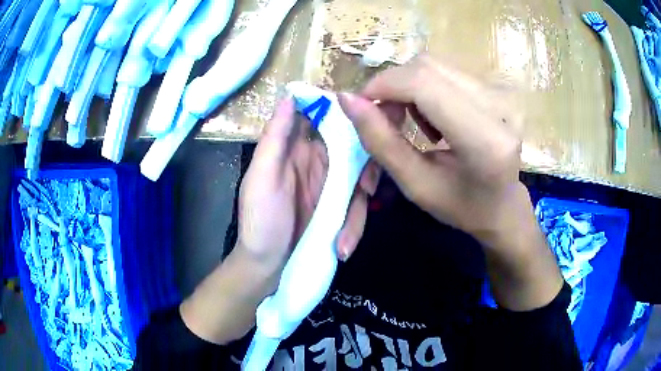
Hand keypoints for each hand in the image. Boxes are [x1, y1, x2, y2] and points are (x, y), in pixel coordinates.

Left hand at [234, 97, 380, 289]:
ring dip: (360, 202)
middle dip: (366, 163)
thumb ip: (276, 137)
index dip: (346, 113)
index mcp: (295, 148)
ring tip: (347, 234)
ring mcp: (331, 184)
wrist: (267, 265)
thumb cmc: (259, 220)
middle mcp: (317, 160)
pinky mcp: (339, 207)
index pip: (324, 118)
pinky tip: (343, 245)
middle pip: (353, 145)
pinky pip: (357, 204)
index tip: (369, 116)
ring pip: (361, 175)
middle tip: (367, 187)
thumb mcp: (262, 177)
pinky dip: (354, 224)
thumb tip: (290, 95)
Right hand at [338, 55, 562, 309]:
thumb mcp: (415, 185)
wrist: (504, 204)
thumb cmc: (462, 206)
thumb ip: (381, 141)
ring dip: (409, 88)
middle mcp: (500, 107)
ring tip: (414, 123)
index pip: (424, 84)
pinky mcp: (498, 87)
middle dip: (393, 87)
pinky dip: (427, 88)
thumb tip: (346, 98)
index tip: (361, 106)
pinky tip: (435, 117)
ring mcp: (502, 93)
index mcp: (485, 141)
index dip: (383, 85)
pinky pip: (448, 72)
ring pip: (435, 66)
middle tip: (386, 120)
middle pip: (427, 68)